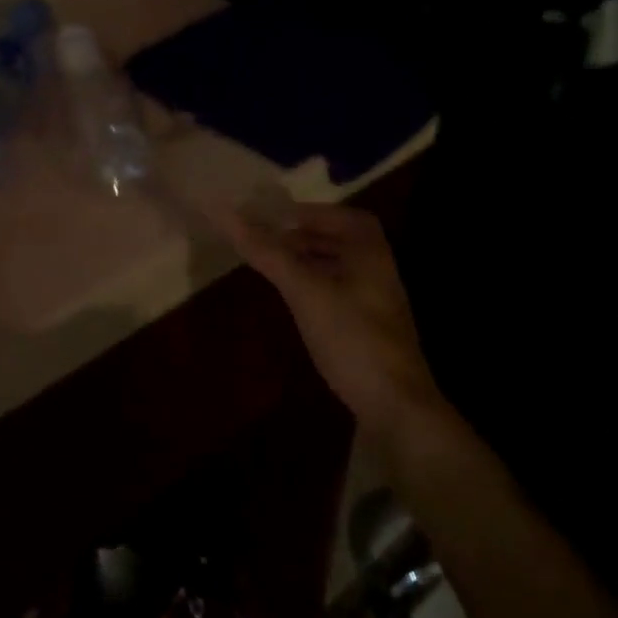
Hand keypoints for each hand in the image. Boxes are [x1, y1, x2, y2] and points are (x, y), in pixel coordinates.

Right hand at [220, 201, 443, 433]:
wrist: (393, 403)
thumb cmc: (351, 336)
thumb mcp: (305, 291)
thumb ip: (268, 253)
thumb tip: (225, 213)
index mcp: (370, 253)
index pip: (344, 217)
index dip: (310, 213)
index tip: (274, 217)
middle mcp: (377, 272)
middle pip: (340, 242)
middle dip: (304, 238)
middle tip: (264, 241)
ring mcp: (375, 303)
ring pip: (338, 271)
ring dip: (307, 263)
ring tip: (272, 268)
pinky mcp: (367, 330)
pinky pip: (337, 296)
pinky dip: (313, 289)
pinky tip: (293, 303)